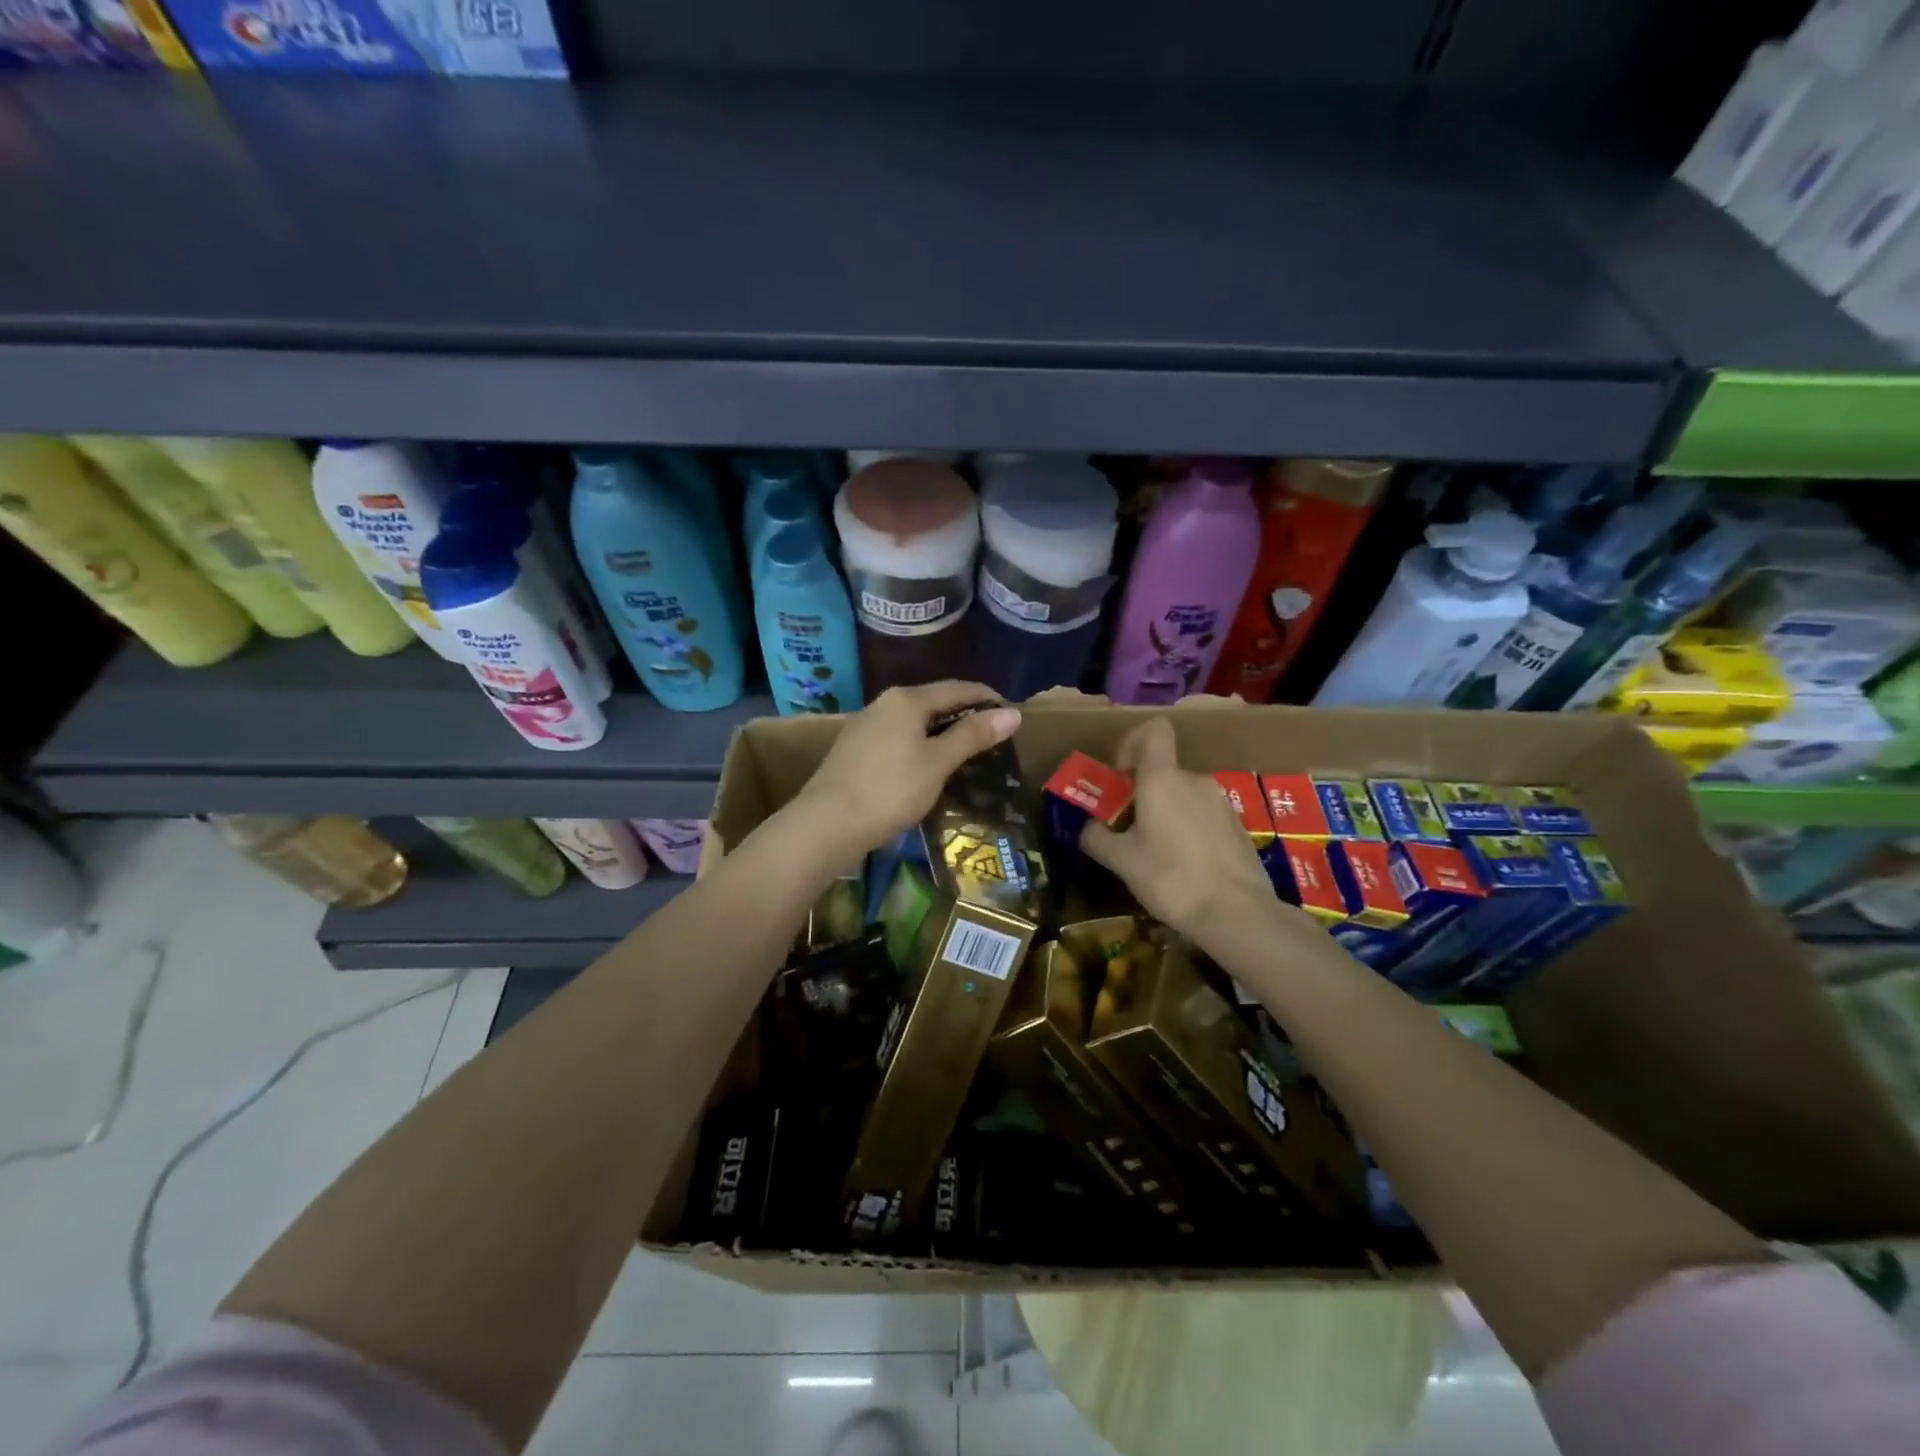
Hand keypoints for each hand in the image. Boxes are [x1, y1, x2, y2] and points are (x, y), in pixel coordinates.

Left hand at [796, 682, 1022, 865]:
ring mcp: (865, 725)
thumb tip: (1013, 713)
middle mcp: (885, 703)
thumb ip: (973, 735)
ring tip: (965, 750)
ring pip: (914, 720)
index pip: (958, 688)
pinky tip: (927, 765)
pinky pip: (898, 737)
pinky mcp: (854, 749)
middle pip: (934, 701)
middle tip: (993, 735)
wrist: (826, 823)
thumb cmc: (890, 789)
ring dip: (941, 731)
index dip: (987, 698)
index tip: (1011, 713)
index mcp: (908, 699)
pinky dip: (920, 744)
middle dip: (965, 714)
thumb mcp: (938, 762)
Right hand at [1081, 717, 1297, 946]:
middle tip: (1128, 829)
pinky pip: (1203, 816)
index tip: (1120, 775)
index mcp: (1163, 779)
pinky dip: (1189, 830)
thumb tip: (1088, 827)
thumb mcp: (1122, 861)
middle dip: (1142, 793)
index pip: (1154, 730)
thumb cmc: (1171, 878)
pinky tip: (1185, 867)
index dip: (1132, 742)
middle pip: (1163, 771)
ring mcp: (1221, 803)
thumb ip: (1097, 837)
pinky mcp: (1237, 826)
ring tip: (1156, 854)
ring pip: (1183, 795)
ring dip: (1165, 813)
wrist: (1237, 913)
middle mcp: (1194, 781)